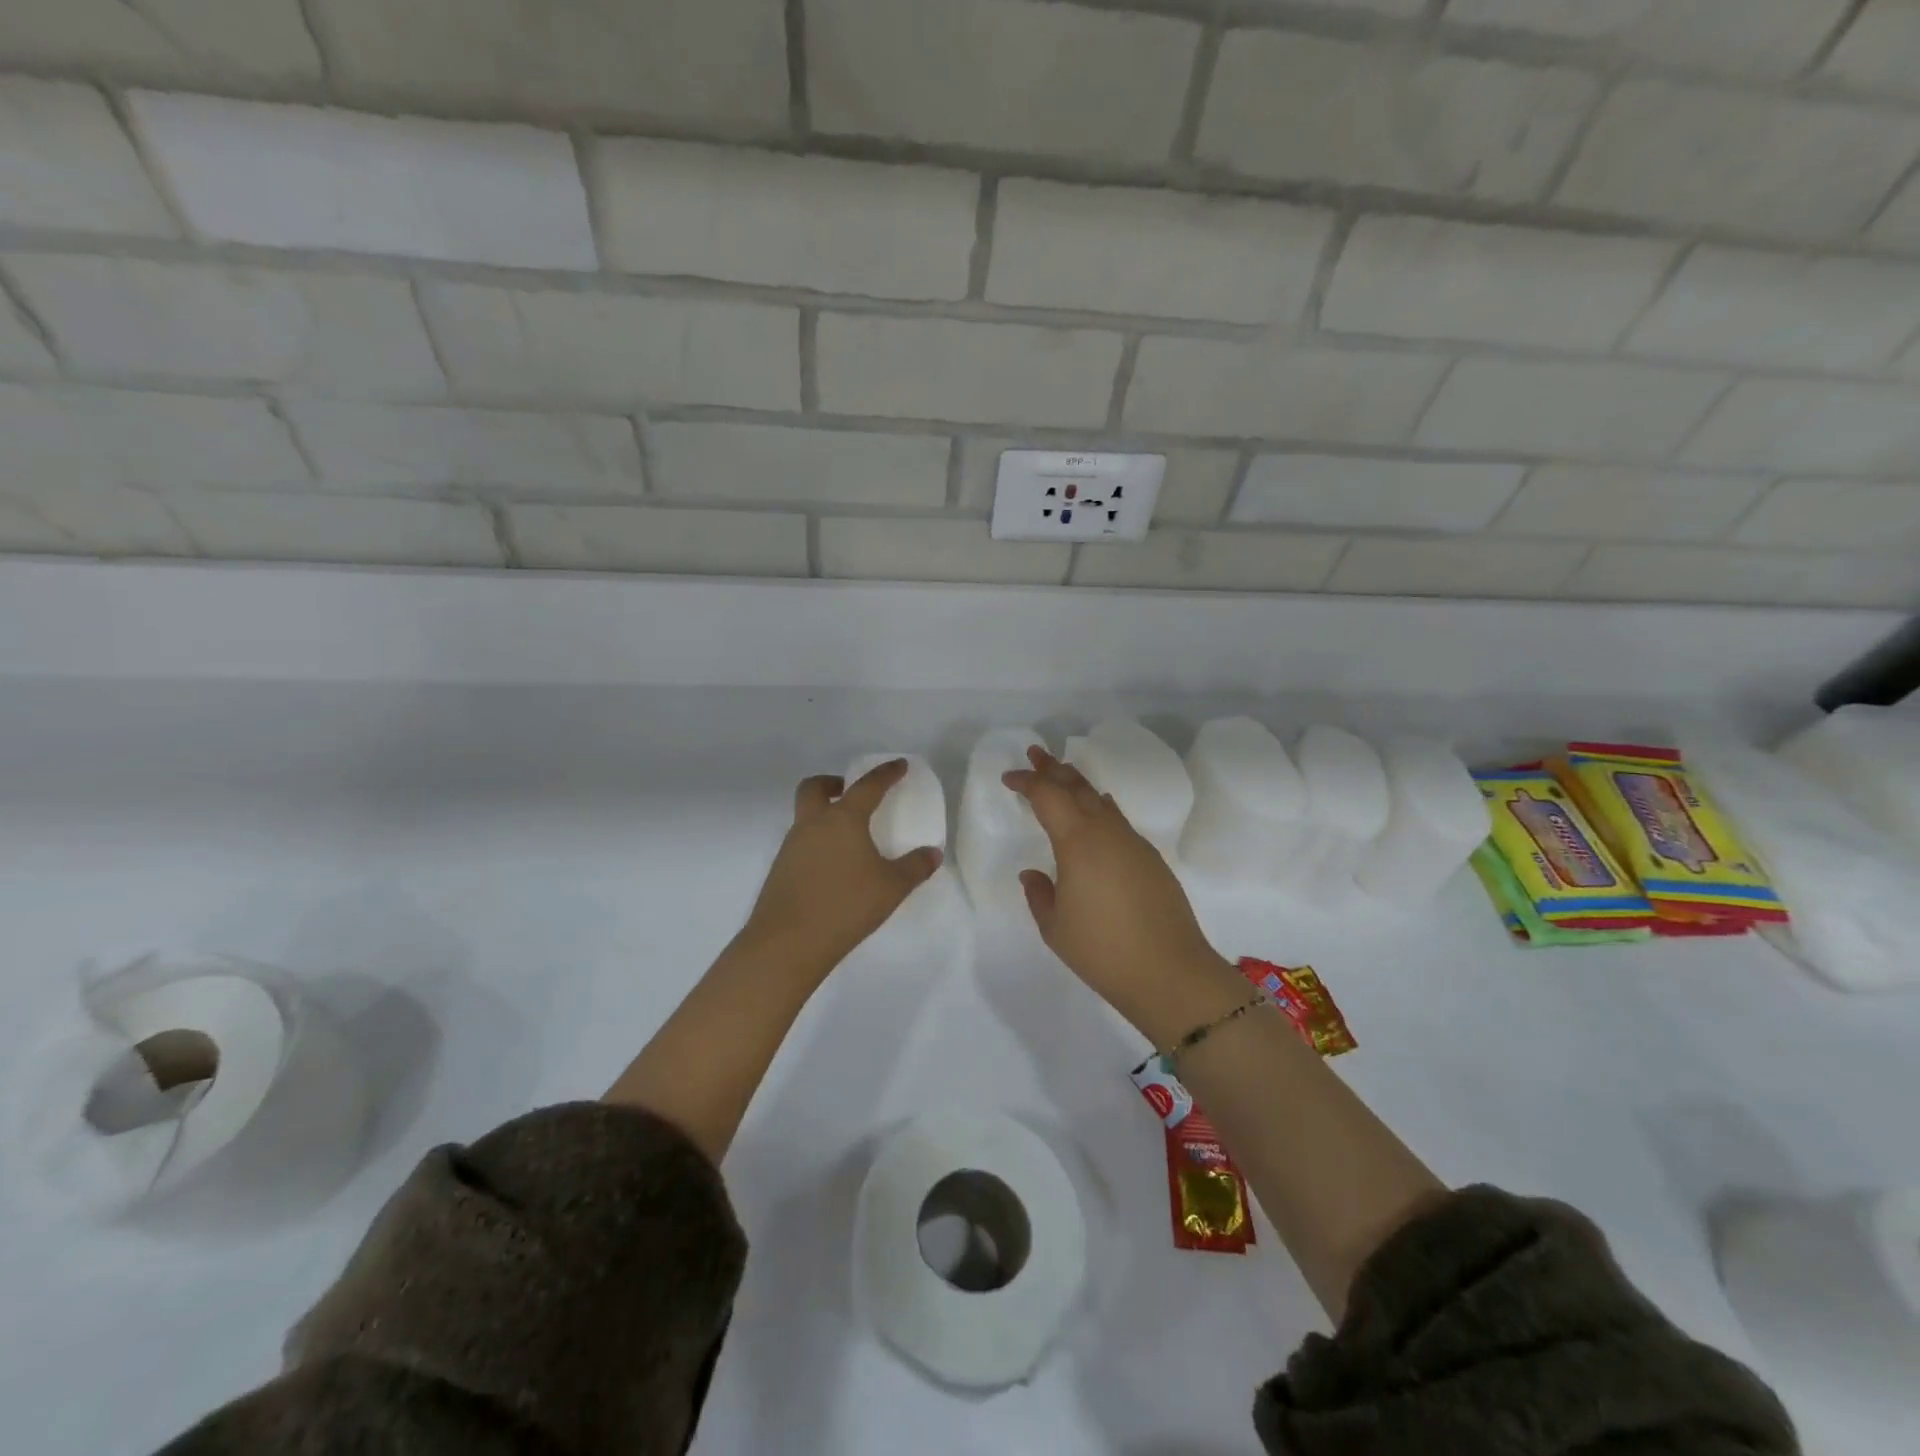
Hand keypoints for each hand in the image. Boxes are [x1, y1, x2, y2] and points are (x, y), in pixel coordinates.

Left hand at [740, 759, 942, 980]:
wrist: (787, 943)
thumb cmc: (845, 906)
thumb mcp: (891, 888)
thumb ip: (915, 867)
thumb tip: (933, 853)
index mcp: (842, 819)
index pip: (867, 786)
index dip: (886, 773)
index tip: (899, 765)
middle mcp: (812, 825)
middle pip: (815, 788)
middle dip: (834, 783)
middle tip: (851, 793)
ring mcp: (790, 847)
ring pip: (804, 816)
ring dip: (824, 815)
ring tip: (849, 838)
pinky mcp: (780, 870)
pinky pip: (800, 843)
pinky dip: (817, 843)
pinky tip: (834, 868)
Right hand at [1003, 747, 1243, 1041]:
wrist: (1171, 972)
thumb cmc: (1103, 951)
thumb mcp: (1055, 927)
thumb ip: (1039, 893)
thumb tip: (1034, 873)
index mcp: (1078, 842)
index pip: (1048, 795)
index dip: (1027, 781)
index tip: (1009, 778)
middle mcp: (1107, 831)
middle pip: (1077, 786)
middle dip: (1053, 768)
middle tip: (1036, 753)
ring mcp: (1133, 842)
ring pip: (1100, 800)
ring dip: (1078, 785)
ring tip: (1062, 777)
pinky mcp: (1151, 858)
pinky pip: (1118, 819)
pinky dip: (1099, 807)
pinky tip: (1097, 812)